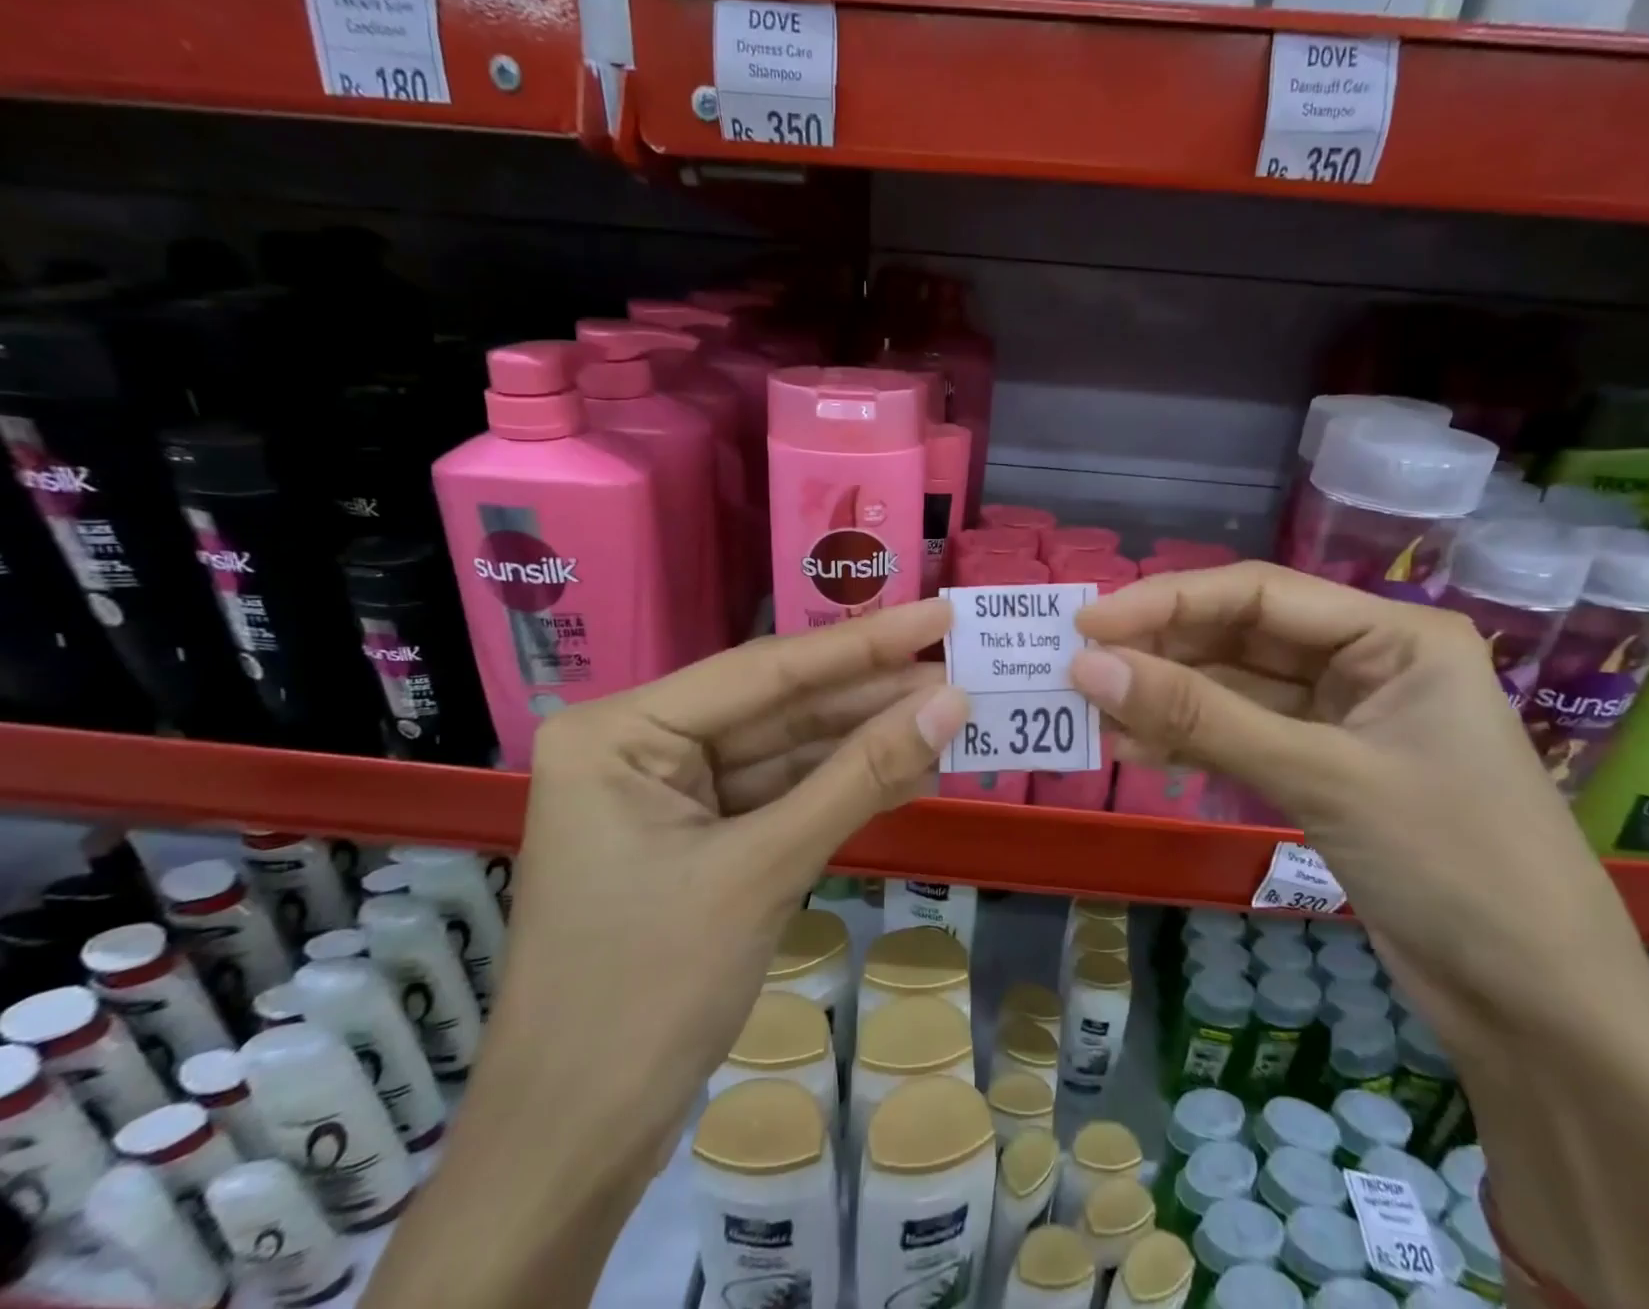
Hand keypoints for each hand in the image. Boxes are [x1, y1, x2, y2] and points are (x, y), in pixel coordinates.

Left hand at [482, 599, 968, 1187]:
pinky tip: (910, 765)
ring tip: (951, 714)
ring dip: (867, 740)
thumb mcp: (763, 870)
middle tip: (960, 668)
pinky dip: (844, 786)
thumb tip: (950, 703)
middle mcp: (643, 745)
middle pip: (779, 707)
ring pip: (788, 752)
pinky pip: (783, 795)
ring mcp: (672, 794)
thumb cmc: (647, 994)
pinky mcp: (702, 837)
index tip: (937, 613)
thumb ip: (859, 777)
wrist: (578, 1144)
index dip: (862, 643)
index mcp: (622, 731)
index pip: (765, 672)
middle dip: (871, 696)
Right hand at [1065, 562, 1648, 1059]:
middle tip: (1078, 670)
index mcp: (1394, 634)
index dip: (1166, 602)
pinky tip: (1135, 747)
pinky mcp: (1324, 767)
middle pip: (1240, 636)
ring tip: (1093, 713)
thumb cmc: (1456, 867)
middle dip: (1160, 652)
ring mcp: (1344, 717)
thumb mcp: (1320, 778)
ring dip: (1166, 699)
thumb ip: (1201, 717)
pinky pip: (1242, 735)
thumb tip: (1088, 667)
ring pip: (1233, 688)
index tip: (1088, 625)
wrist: (1542, 1014)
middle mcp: (1367, 661)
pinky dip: (1191, 739)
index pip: (1258, 593)